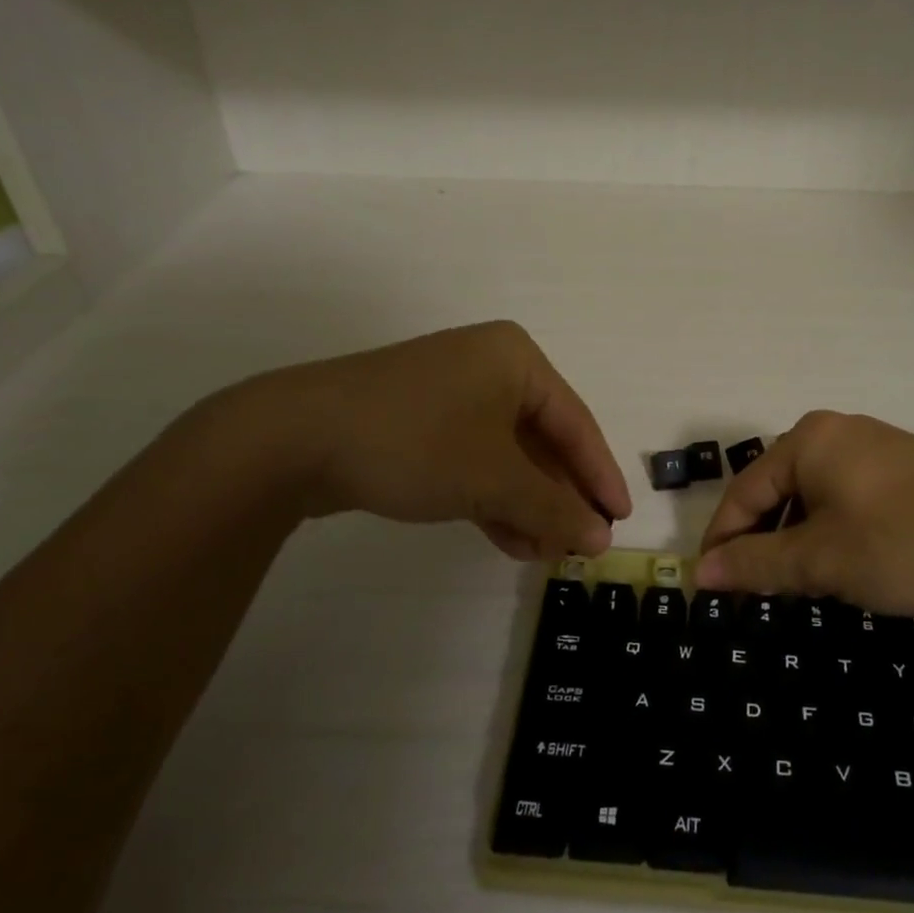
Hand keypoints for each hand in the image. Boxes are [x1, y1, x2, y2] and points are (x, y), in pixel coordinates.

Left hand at [224, 321, 630, 560]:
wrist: (293, 439)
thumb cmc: (416, 442)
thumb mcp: (494, 479)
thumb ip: (553, 508)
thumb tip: (600, 538)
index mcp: (516, 360)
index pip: (576, 423)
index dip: (600, 476)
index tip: (620, 520)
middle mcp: (488, 368)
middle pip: (543, 441)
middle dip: (558, 497)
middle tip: (578, 544)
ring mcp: (451, 395)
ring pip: (507, 457)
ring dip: (527, 506)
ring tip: (543, 553)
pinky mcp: (421, 423)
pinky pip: (473, 462)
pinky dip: (493, 499)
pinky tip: (509, 540)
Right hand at [695, 411, 913, 614]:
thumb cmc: (905, 543)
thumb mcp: (822, 560)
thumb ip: (755, 564)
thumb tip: (699, 573)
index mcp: (807, 440)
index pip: (743, 492)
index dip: (721, 541)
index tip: (708, 587)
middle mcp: (836, 431)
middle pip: (777, 490)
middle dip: (762, 541)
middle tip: (754, 591)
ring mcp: (875, 446)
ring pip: (813, 496)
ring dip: (798, 539)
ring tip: (800, 582)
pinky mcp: (905, 467)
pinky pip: (848, 496)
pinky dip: (833, 530)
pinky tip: (846, 562)